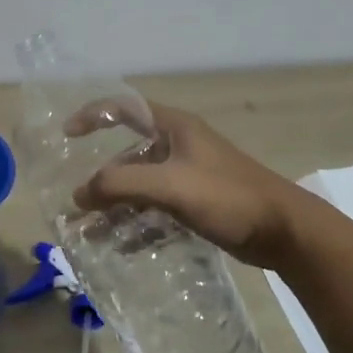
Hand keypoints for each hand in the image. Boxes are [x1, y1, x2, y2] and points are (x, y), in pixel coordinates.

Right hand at [70, 102, 304, 266]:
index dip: (93, 115)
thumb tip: (79, 195)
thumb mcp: (170, 185)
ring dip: (115, 207)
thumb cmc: (227, 196)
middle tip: (77, 203)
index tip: (67, 135)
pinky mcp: (196, 202)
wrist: (285, 232)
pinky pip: (156, 208)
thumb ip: (121, 185)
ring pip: (141, 186)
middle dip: (101, 180)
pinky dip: (137, 223)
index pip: (125, 107)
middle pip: (128, 155)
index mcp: (174, 127)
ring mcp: (188, 175)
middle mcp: (178, 146)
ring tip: (90, 232)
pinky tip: (121, 245)